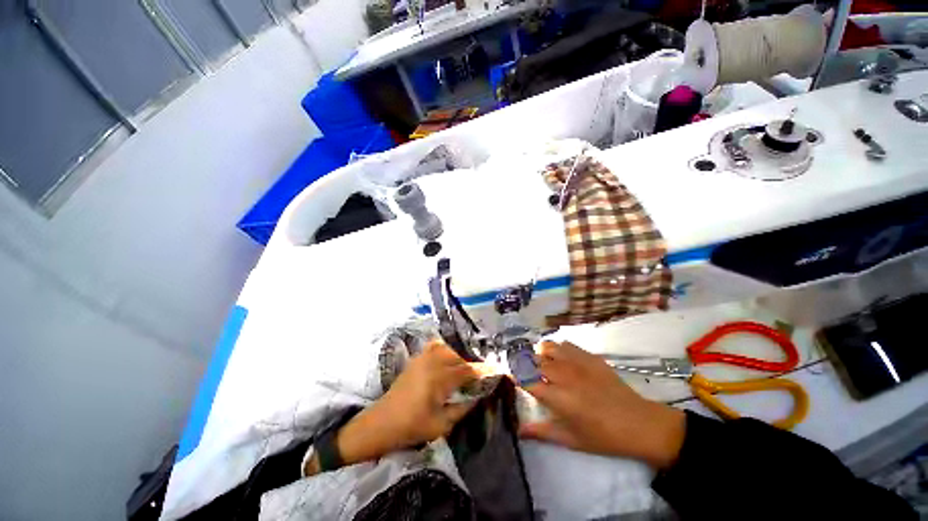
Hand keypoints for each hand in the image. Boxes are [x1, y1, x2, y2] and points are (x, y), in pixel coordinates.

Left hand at [313, 341, 480, 473]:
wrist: (382, 422)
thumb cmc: (411, 427)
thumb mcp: (441, 425)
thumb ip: (463, 407)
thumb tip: (479, 395)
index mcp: (438, 379)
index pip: (468, 371)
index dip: (484, 371)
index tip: (499, 372)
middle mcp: (432, 362)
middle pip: (460, 358)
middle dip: (473, 366)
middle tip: (481, 377)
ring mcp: (422, 358)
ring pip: (449, 349)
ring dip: (459, 358)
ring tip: (464, 371)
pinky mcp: (417, 358)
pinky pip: (435, 347)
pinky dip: (446, 350)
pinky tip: (448, 359)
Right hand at [520, 341, 685, 468]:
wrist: (639, 424)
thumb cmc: (603, 437)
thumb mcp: (570, 439)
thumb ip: (541, 432)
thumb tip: (518, 431)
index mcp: (557, 397)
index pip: (525, 380)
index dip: (515, 377)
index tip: (513, 379)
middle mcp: (563, 375)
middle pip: (533, 361)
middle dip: (524, 365)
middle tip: (525, 373)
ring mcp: (577, 362)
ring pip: (547, 347)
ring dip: (540, 354)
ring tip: (541, 363)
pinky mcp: (589, 356)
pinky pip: (565, 344)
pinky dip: (557, 349)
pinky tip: (560, 359)